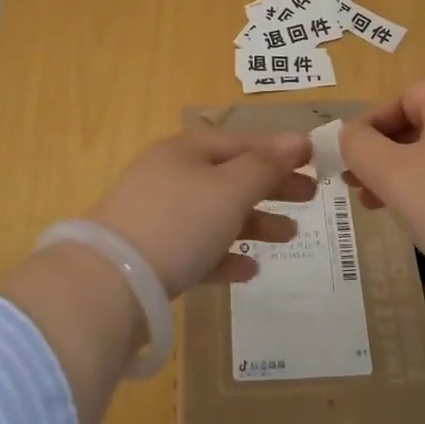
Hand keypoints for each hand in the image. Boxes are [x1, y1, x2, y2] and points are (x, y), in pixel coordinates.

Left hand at [87, 130, 310, 297]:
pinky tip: (249, 270)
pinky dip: (225, 255)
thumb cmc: (179, 221)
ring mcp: (158, 216)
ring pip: (216, 213)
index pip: (241, 142)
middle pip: (231, 176)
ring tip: (289, 235)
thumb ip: (265, 165)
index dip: (279, 149)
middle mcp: (170, 176)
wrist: (109, 283)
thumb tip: (298, 140)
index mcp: (186, 150)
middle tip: (311, 197)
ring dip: (254, 222)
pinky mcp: (152, 255)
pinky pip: (198, 249)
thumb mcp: (229, 189)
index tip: (315, 160)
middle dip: (272, 186)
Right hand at [340, 80, 424, 303]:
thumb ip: (359, 146)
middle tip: (359, 186)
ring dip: (407, 173)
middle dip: (385, 153)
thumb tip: (352, 136)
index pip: (405, 98)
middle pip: (424, 124)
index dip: (371, 125)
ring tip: (382, 207)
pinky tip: (424, 220)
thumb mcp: (391, 174)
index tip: (349, 159)